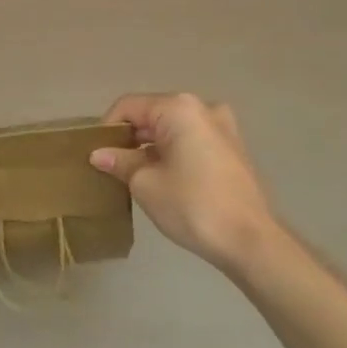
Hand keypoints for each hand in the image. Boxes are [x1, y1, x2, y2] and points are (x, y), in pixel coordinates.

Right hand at [90, 93, 282, 271]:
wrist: (250, 240)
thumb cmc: (192, 205)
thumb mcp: (145, 184)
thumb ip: (120, 162)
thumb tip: (99, 154)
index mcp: (179, 108)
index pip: (128, 106)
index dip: (107, 128)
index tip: (96, 155)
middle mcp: (202, 108)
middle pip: (152, 114)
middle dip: (129, 138)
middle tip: (110, 166)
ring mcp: (222, 127)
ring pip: (172, 128)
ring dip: (150, 147)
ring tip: (133, 175)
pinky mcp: (232, 148)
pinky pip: (191, 140)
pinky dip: (172, 152)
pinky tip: (162, 178)